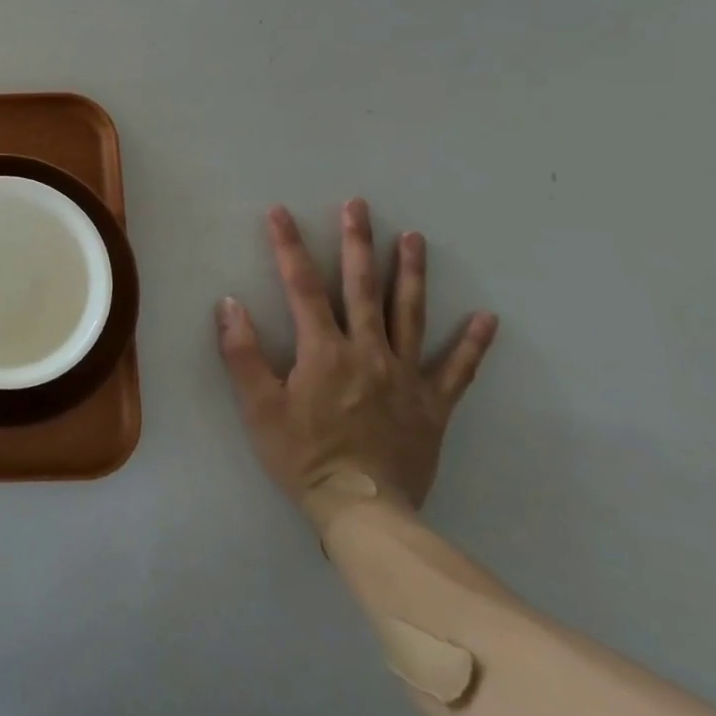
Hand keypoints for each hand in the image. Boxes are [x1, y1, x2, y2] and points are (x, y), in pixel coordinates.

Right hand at [216, 200, 497, 529]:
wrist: (362, 510)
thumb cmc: (302, 456)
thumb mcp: (257, 406)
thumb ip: (242, 352)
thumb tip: (229, 303)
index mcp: (323, 351)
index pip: (302, 286)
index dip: (289, 246)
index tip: (280, 212)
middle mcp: (368, 352)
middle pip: (362, 287)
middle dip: (358, 242)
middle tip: (359, 205)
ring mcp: (406, 376)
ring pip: (410, 314)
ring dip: (411, 273)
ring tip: (414, 238)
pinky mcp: (433, 404)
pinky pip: (457, 370)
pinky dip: (471, 344)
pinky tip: (486, 318)